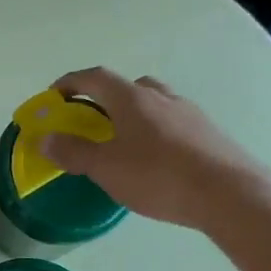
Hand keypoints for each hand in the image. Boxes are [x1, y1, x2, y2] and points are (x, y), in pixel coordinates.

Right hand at [40, 68, 253, 230]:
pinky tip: (154, 161)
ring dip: (133, 115)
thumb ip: (74, 151)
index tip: (54, 96)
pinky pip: (172, 124)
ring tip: (123, 144)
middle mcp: (161, 97)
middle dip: (105, 99)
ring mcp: (188, 113)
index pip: (95, 78)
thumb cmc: (157, 175)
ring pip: (154, 104)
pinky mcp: (206, 133)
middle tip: (92, 123)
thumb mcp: (106, 167)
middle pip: (127, 87)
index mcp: (131, 98)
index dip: (71, 83)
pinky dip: (155, 133)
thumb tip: (45, 138)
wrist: (225, 192)